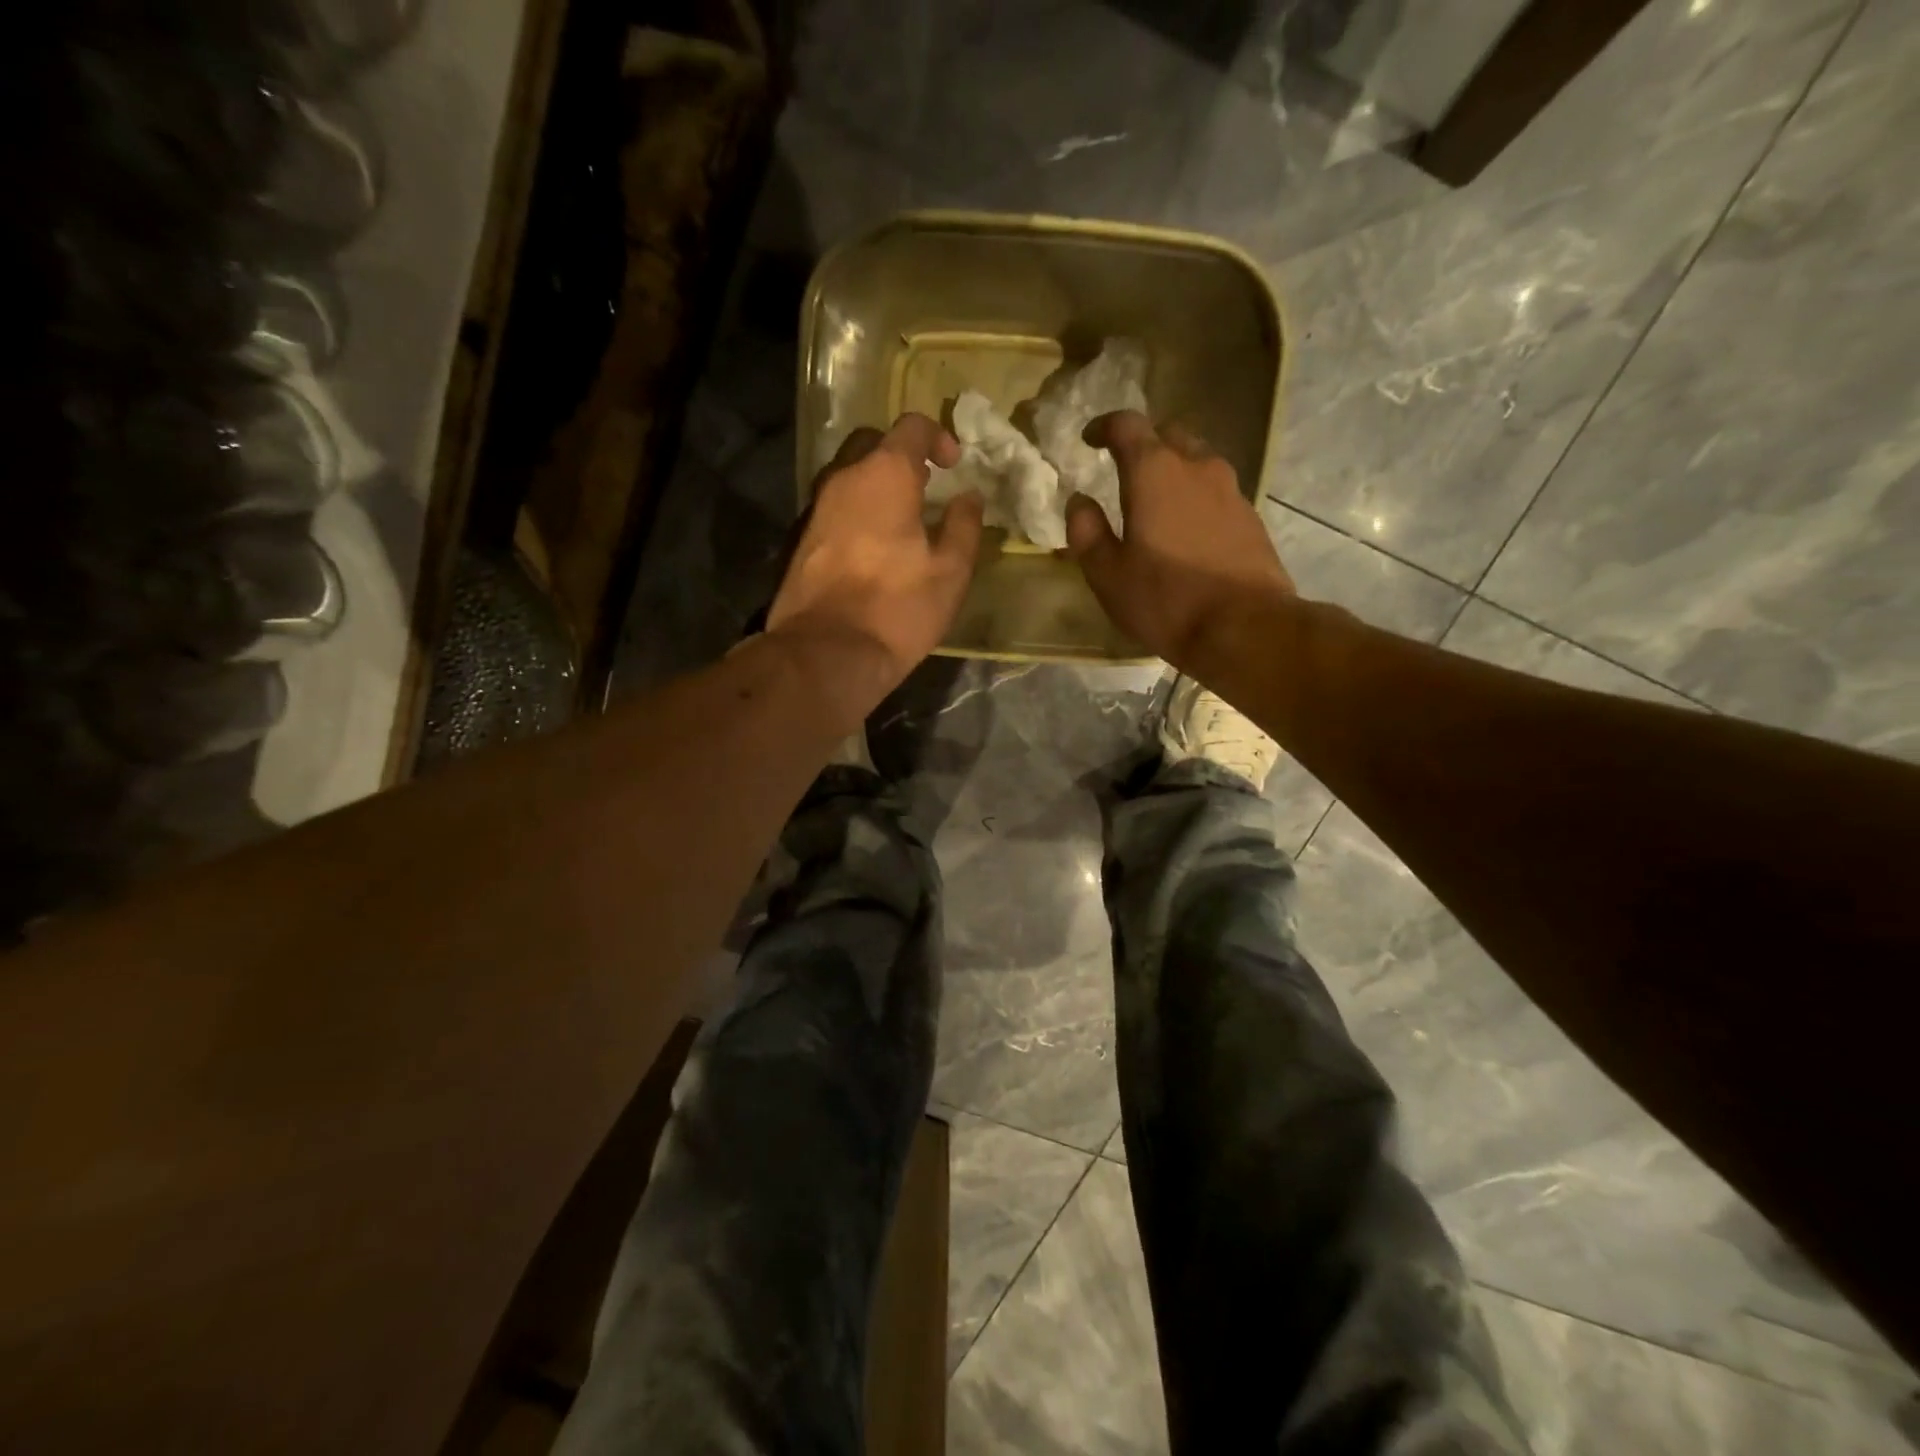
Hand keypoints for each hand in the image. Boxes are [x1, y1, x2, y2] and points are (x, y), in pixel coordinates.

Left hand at [767, 412, 984, 712]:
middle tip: (926, 487)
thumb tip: (969, 497)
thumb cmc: (898, 608)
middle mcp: (843, 478)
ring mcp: (816, 508)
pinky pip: (835, 508)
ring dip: (877, 486)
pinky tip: (874, 547)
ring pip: (848, 477)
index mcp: (884, 474)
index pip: (911, 426)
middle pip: (872, 444)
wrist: (827, 653)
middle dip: (901, 456)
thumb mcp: (950, 571)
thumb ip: (964, 526)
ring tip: (903, 520)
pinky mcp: (801, 540)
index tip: (954, 466)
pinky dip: (857, 513)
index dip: (938, 436)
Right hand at [1065, 411, 1294, 671]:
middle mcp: (1197, 467)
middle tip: (1123, 467)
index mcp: (1154, 472)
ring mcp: (1230, 490)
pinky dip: (1195, 496)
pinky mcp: (1250, 517)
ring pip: (1197, 461)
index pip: (1127, 425)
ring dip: (1173, 470)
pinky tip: (1186, 528)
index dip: (1104, 427)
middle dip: (1143, 443)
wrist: (1245, 627)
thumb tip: (1079, 502)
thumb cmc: (1165, 599)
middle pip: (1168, 435)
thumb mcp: (1108, 574)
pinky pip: (1215, 491)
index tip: (1089, 439)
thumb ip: (1086, 531)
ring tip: (1155, 500)